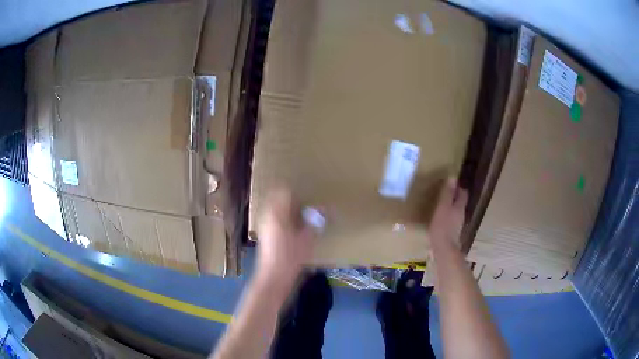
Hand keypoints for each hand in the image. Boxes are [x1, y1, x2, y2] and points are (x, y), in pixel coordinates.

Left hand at [256, 189, 313, 286]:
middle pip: (278, 199)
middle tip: (306, 206)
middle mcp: (267, 216)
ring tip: (303, 218)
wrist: (275, 276)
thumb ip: (315, 221)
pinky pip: (274, 219)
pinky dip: (284, 220)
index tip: (308, 197)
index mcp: (276, 213)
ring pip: (275, 209)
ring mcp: (264, 225)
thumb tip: (324, 209)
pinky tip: (295, 230)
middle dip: (292, 200)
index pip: (284, 192)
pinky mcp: (265, 235)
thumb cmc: (291, 257)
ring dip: (288, 210)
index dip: (297, 193)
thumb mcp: (307, 238)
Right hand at [428, 178, 467, 250]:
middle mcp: (461, 215)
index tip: (452, 183)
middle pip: (460, 203)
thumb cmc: (442, 227)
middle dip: (455, 197)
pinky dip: (447, 217)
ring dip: (451, 207)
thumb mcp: (443, 208)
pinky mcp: (452, 234)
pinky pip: (451, 221)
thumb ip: (447, 194)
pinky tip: (440, 219)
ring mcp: (457, 226)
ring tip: (441, 205)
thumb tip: (453, 178)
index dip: (459, 188)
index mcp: (459, 207)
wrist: (444, 250)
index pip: (463, 194)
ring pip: (456, 212)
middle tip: (445, 192)